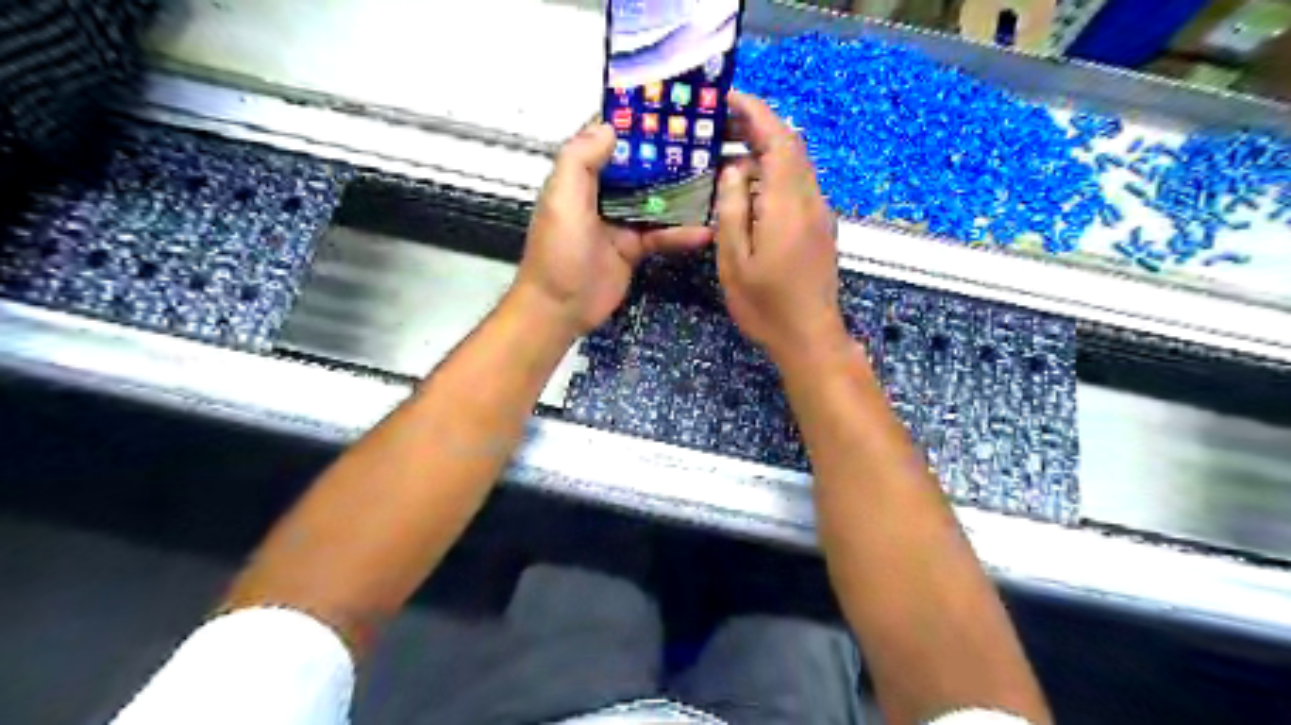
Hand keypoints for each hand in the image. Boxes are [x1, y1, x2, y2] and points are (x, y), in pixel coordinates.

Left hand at [514, 121, 716, 337]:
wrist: (560, 308)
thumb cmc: (558, 252)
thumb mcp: (562, 200)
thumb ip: (580, 160)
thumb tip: (610, 125)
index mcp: (581, 175)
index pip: (608, 137)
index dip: (635, 120)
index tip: (669, 103)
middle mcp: (602, 192)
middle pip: (639, 165)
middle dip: (668, 152)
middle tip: (707, 138)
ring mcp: (621, 220)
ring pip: (656, 198)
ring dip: (682, 191)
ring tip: (716, 177)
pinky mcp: (635, 247)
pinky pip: (662, 234)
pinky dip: (681, 233)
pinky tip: (705, 230)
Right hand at [715, 91, 848, 366]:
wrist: (810, 337)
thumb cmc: (766, 305)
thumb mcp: (735, 261)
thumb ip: (732, 210)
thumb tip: (734, 168)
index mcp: (788, 205)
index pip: (778, 140)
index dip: (756, 113)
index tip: (728, 99)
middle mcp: (811, 201)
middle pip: (791, 146)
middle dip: (759, 126)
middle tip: (720, 124)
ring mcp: (820, 214)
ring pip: (797, 165)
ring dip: (767, 149)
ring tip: (729, 150)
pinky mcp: (820, 228)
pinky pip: (798, 185)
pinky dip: (775, 171)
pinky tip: (751, 185)